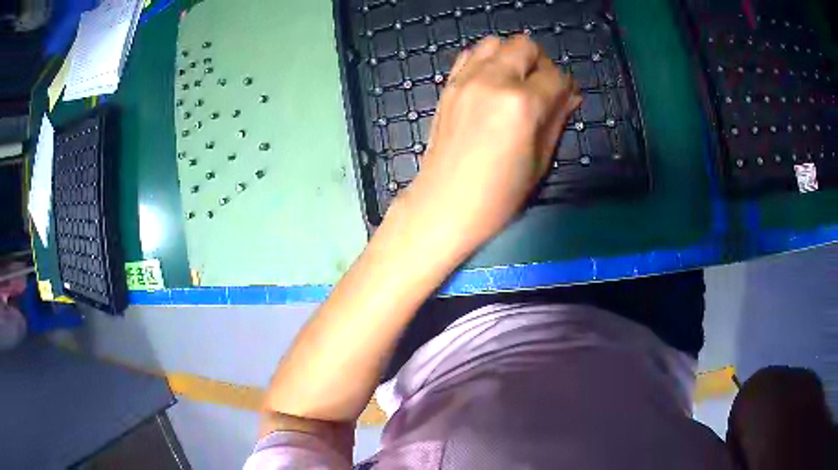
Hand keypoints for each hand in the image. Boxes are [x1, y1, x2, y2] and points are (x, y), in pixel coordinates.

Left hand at [391, 35, 581, 258]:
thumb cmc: (499, 194)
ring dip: (512, 56)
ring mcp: (466, 80)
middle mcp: (494, 81)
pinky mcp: (449, 86)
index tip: (565, 98)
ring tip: (515, 82)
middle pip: (525, 46)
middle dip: (540, 63)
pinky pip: (470, 55)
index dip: (566, 87)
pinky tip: (490, 83)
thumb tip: (571, 95)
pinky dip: (486, 60)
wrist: (445, 204)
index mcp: (523, 104)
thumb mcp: (540, 160)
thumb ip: (558, 119)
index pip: (556, 76)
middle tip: (541, 88)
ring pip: (495, 42)